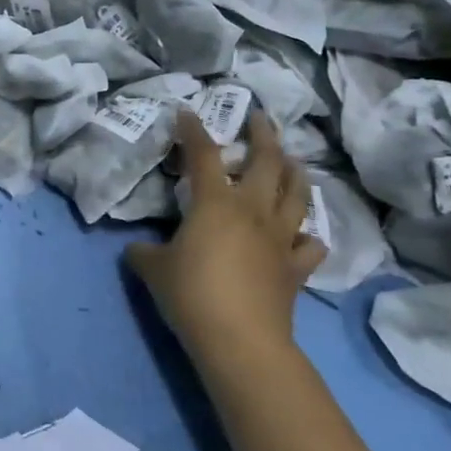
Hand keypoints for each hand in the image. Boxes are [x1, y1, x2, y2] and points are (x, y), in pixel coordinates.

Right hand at [125, 111, 324, 368]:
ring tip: (292, 160)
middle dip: (264, 135)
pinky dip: (308, 234)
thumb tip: (139, 248)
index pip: (203, 155)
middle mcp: (253, 211)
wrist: (240, 339)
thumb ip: (144, 251)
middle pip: (267, 162)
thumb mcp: (152, 268)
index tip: (187, 111)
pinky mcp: (297, 268)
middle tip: (260, 118)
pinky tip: (303, 232)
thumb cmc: (190, 293)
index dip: (193, 130)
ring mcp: (280, 238)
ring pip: (297, 195)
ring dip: (295, 172)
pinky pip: (311, 244)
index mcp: (215, 203)